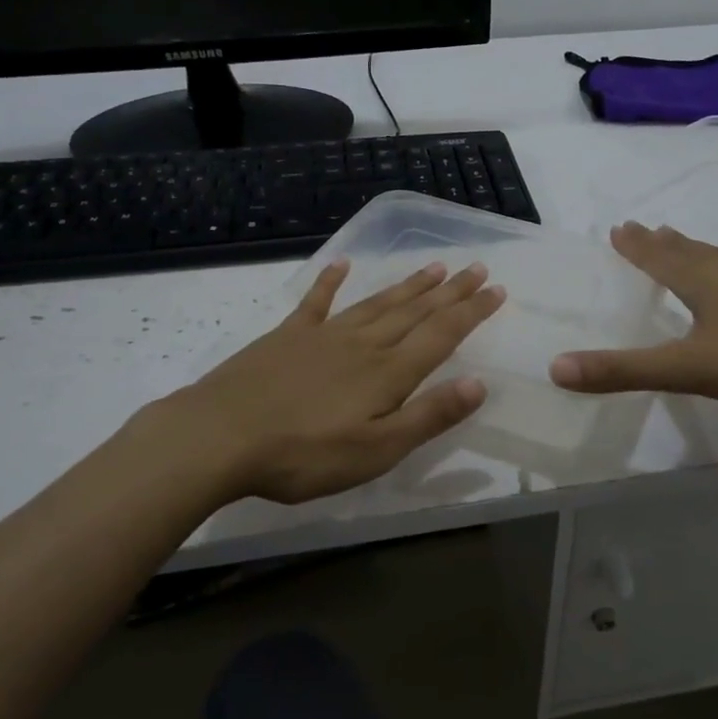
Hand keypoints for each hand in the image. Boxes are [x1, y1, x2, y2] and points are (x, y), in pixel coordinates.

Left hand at [158, 259, 504, 503]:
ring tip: (435, 266)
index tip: (497, 289)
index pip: (441, 334)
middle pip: (415, 311)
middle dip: (450, 291)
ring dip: (408, 285)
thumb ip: (428, 416)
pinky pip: (316, 301)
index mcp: (388, 372)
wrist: (220, 435)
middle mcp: (363, 344)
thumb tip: (479, 383)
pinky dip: (331, 281)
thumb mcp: (377, 450)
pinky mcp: (287, 336)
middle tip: (476, 268)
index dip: (472, 312)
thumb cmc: (304, 454)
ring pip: (377, 303)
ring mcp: (323, 335)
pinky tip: (342, 264)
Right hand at [548, 222, 717, 414]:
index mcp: (704, 281)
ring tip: (679, 244)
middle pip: (688, 251)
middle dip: (660, 242)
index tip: (617, 228)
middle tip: (640, 229)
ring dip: (692, 251)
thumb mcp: (685, 369)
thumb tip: (556, 368)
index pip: (659, 257)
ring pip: (717, 259)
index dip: (636, 246)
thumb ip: (622, 370)